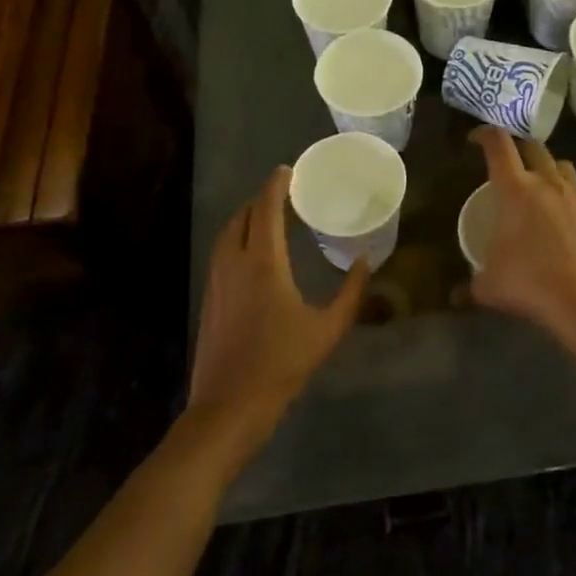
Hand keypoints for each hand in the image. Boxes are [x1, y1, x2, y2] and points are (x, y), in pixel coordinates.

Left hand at [187, 166, 367, 458]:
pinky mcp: (209, 299)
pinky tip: (253, 255)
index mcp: (263, 263)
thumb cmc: (282, 364)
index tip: (288, 170)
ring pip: (227, 234)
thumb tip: (366, 263)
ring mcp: (216, 281)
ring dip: (246, 218)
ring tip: (268, 218)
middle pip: (242, 216)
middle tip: (284, 194)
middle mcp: (234, 263)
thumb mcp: (328, 330)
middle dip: (260, 199)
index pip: (265, 209)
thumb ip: (351, 294)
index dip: (275, 185)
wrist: (230, 406)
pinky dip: (236, 239)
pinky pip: (221, 253)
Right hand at [468, 127, 575, 360]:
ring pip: (563, 165)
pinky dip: (574, 197)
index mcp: (515, 189)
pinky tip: (570, 215)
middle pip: (533, 147)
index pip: (498, 144)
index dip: (484, 134)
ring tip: (541, 186)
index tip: (475, 140)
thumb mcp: (490, 287)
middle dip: (519, 148)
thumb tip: (456, 295)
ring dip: (549, 169)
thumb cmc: (531, 284)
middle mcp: (547, 182)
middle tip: (509, 165)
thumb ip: (471, 285)